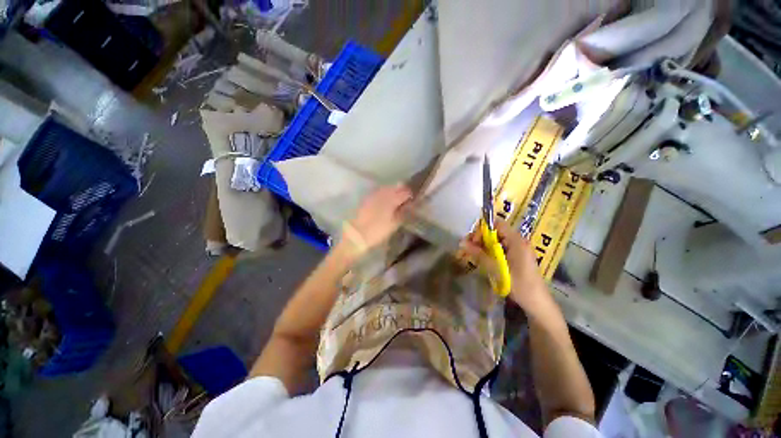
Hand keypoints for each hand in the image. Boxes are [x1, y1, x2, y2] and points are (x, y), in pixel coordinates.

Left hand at [342, 185, 412, 256]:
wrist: (357, 235)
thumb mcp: (394, 224)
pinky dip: (384, 194)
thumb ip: (403, 213)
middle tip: (406, 197)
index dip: (410, 194)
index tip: (413, 199)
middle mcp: (383, 193)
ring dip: (393, 191)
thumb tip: (409, 206)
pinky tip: (385, 200)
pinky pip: (378, 192)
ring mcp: (373, 195)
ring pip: (386, 188)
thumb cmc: (378, 231)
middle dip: (402, 190)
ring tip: (396, 198)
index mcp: (392, 199)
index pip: (405, 192)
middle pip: (396, 187)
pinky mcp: (366, 199)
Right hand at [460, 220, 550, 310]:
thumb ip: (479, 254)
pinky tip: (481, 260)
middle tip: (468, 249)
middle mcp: (518, 241)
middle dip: (479, 238)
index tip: (473, 241)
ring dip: (482, 246)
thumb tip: (462, 242)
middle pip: (494, 232)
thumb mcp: (496, 269)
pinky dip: (488, 252)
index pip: (496, 224)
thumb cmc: (519, 285)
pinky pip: (499, 248)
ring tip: (471, 255)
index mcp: (516, 240)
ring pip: (495, 241)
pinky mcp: (516, 256)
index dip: (482, 229)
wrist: (537, 303)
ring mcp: (517, 249)